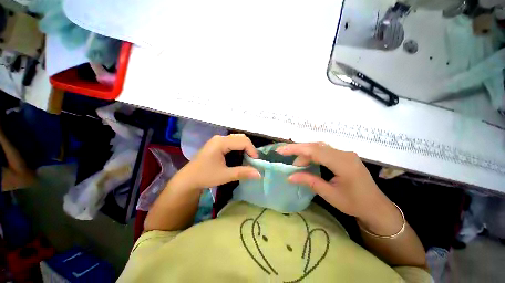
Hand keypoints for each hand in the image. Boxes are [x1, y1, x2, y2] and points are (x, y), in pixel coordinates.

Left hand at [177, 134, 260, 190]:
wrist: (188, 179)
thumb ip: (243, 173)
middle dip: (249, 148)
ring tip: (247, 159)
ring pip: (237, 139)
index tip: (256, 162)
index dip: (252, 150)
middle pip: (241, 138)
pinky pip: (232, 142)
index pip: (243, 141)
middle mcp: (220, 138)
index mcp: (221, 142)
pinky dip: (239, 148)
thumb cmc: (205, 176)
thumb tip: (259, 174)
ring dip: (245, 148)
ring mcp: (218, 140)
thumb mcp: (225, 175)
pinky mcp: (217, 144)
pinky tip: (239, 156)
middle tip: (252, 161)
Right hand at [276, 143, 396, 225]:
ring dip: (305, 153)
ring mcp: (345, 153)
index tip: (281, 151)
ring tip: (297, 164)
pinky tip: (307, 161)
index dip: (296, 149)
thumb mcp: (330, 194)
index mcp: (343, 163)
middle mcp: (344, 153)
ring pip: (319, 147)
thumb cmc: (354, 203)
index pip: (315, 150)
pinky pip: (324, 151)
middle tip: (285, 157)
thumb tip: (289, 177)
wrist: (376, 206)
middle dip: (298, 150)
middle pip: (316, 146)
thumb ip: (309, 181)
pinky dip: (312, 155)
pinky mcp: (344, 155)